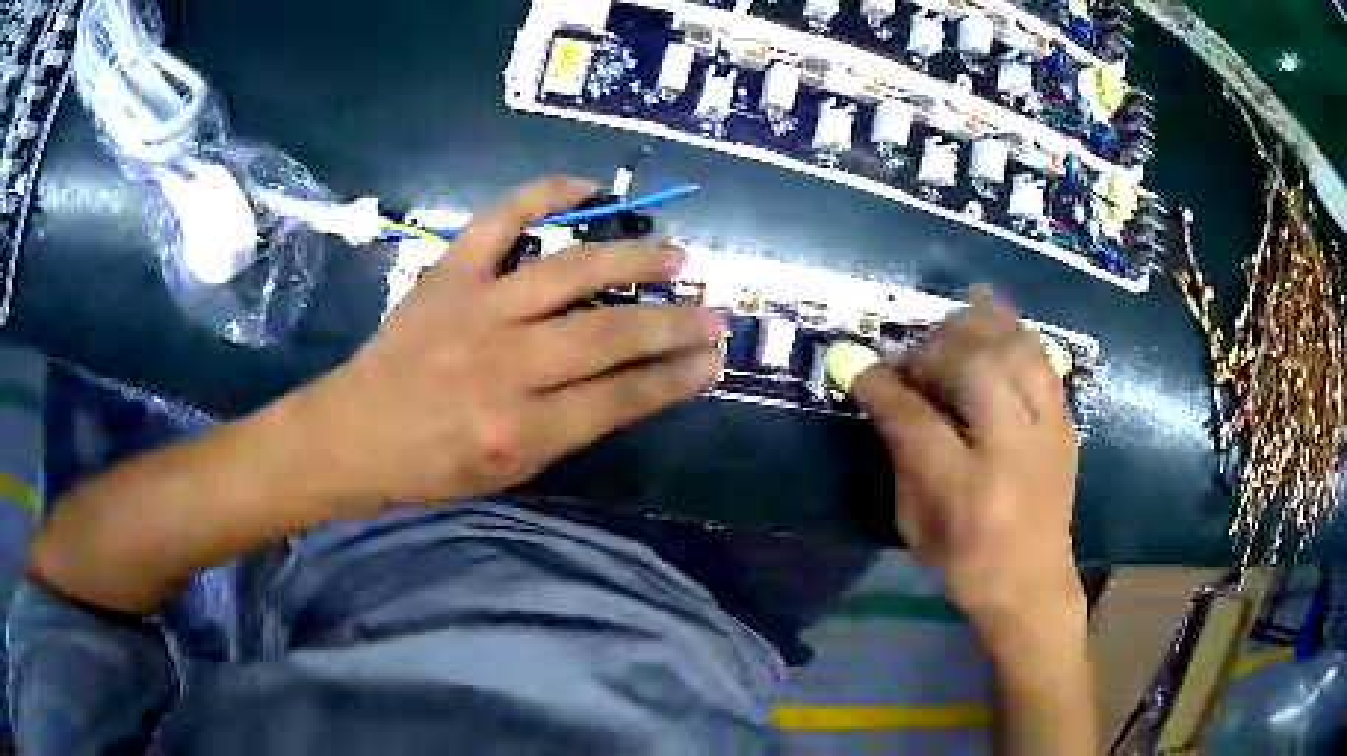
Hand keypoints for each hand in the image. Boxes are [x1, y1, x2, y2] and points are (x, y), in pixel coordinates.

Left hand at [287, 176, 723, 515]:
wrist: (355, 431)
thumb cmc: (432, 466)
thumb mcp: (509, 473)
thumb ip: (571, 429)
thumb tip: (633, 384)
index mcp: (519, 431)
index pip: (619, 401)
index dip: (674, 379)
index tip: (713, 361)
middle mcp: (503, 367)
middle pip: (607, 337)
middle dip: (672, 326)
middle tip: (713, 314)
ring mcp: (475, 310)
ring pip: (570, 273)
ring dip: (632, 259)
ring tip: (675, 255)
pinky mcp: (449, 273)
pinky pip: (501, 218)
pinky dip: (546, 194)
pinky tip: (590, 189)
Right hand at [851, 288, 1082, 638]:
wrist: (1033, 584)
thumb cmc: (965, 564)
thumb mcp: (915, 524)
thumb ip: (901, 454)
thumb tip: (883, 392)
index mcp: (967, 491)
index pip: (916, 420)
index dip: (881, 385)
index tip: (855, 362)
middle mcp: (1013, 452)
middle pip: (975, 369)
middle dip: (933, 350)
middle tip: (911, 359)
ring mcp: (1047, 432)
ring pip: (1016, 351)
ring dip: (977, 330)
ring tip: (951, 333)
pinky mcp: (1065, 423)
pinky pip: (1043, 358)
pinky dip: (1015, 332)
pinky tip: (992, 322)